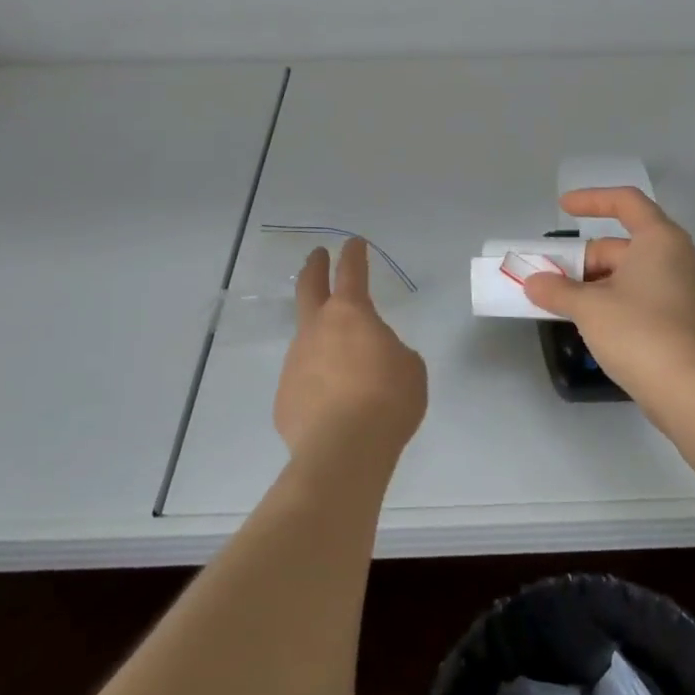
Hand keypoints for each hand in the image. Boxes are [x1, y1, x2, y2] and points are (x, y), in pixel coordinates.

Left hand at [274, 239, 427, 462]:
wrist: (344, 451)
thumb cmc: (388, 400)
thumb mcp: (409, 367)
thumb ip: (390, 351)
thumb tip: (374, 356)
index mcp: (351, 315)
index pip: (352, 272)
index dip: (354, 254)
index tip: (353, 243)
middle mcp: (316, 330)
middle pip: (309, 287)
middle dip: (314, 268)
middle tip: (317, 257)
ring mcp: (294, 363)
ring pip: (306, 340)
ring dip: (321, 340)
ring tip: (342, 362)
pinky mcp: (284, 397)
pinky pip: (304, 382)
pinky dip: (317, 383)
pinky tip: (332, 405)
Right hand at [522, 188, 694, 411]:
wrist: (689, 390)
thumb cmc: (639, 332)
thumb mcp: (589, 307)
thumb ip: (557, 290)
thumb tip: (533, 283)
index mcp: (660, 240)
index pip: (625, 201)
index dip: (591, 200)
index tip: (562, 208)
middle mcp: (675, 257)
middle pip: (621, 244)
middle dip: (582, 259)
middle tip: (548, 278)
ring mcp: (681, 289)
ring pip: (628, 273)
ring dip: (593, 283)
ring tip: (560, 302)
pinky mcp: (679, 318)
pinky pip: (639, 295)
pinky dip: (611, 300)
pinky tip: (587, 321)